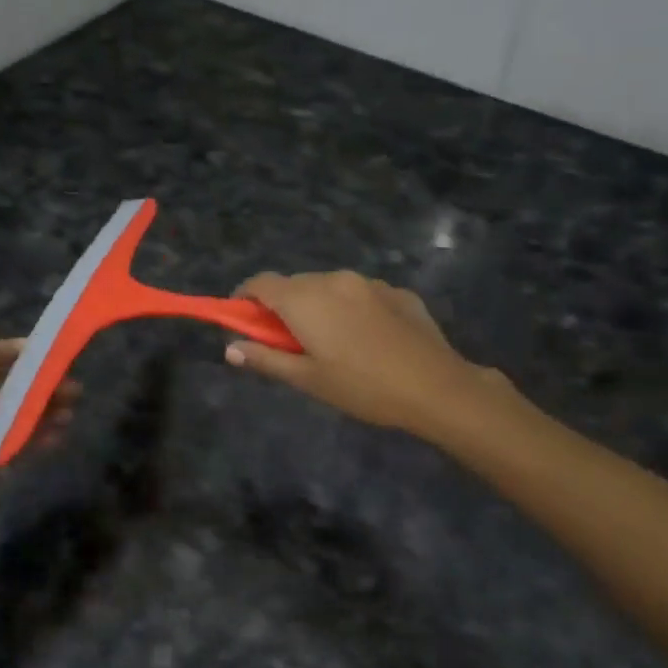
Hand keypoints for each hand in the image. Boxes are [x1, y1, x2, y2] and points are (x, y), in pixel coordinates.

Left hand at [0, 328, 75, 532]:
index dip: (15, 354)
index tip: (49, 352)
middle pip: (1, 388)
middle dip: (35, 385)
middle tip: (72, 386)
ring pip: (10, 416)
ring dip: (40, 411)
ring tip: (71, 412)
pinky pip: (11, 444)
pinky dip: (34, 438)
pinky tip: (58, 436)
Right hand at [224, 271, 511, 439]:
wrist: (437, 387)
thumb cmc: (363, 387)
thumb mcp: (308, 379)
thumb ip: (266, 359)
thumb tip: (230, 348)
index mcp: (305, 299)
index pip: (261, 283)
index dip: (244, 298)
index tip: (241, 319)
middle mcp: (333, 279)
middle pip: (294, 284)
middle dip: (282, 306)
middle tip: (287, 342)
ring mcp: (369, 282)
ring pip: (328, 287)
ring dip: (318, 306)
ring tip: (331, 343)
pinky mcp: (397, 291)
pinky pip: (359, 294)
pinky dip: (350, 309)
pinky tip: (366, 339)